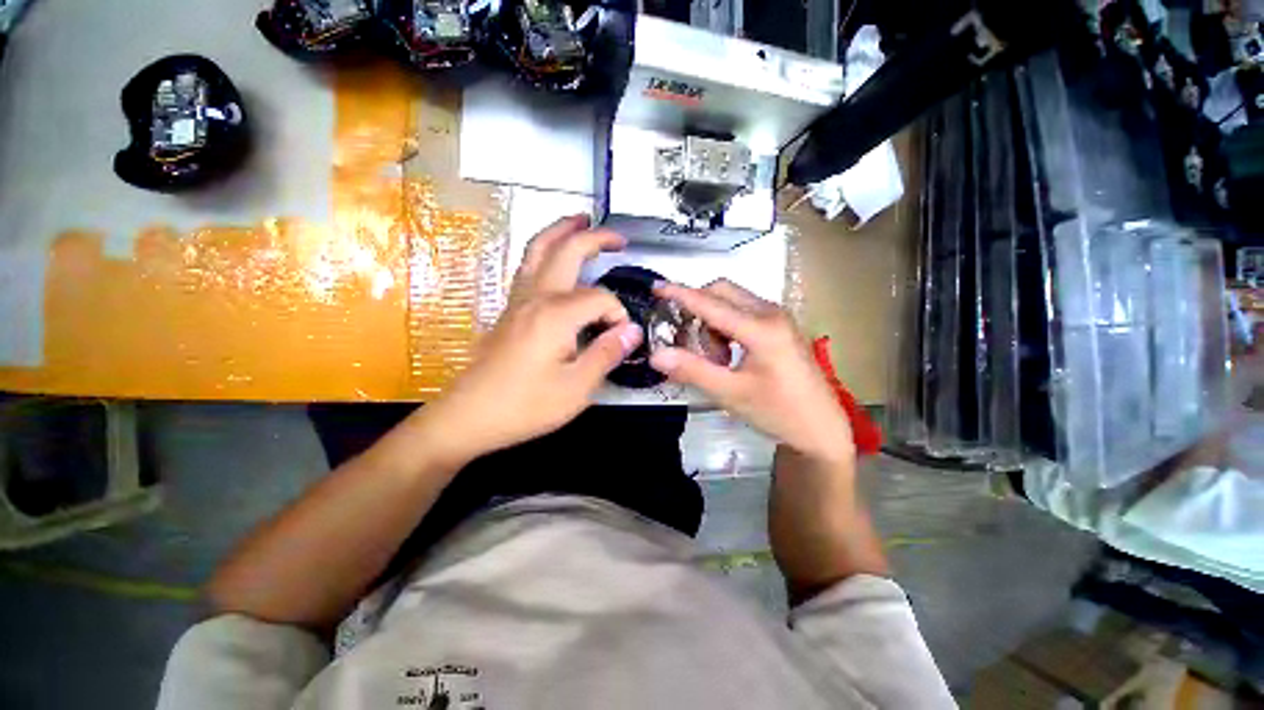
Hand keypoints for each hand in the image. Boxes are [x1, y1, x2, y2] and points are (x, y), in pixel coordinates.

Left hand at [423, 215, 642, 464]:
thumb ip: (607, 354)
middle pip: (566, 251)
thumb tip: (632, 330)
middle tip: (619, 238)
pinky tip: (554, 259)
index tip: (622, 338)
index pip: (600, 299)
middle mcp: (536, 297)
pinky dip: (544, 251)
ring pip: (538, 250)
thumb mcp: (577, 388)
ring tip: (580, 221)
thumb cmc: (525, 406)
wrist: (469, 416)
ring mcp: (518, 300)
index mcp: (556, 315)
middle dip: (595, 238)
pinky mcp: (509, 310)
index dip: (618, 315)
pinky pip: (527, 267)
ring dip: (561, 231)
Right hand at [650, 280, 854, 464]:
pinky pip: (743, 312)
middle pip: (722, 292)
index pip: (710, 303)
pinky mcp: (780, 326)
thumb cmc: (778, 412)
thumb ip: (692, 370)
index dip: (679, 294)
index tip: (655, 287)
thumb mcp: (730, 393)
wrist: (822, 428)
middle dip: (697, 309)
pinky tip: (727, 355)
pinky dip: (726, 326)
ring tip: (713, 358)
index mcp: (761, 328)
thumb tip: (656, 354)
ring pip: (732, 301)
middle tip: (685, 340)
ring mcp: (778, 317)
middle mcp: (771, 313)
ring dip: (712, 321)